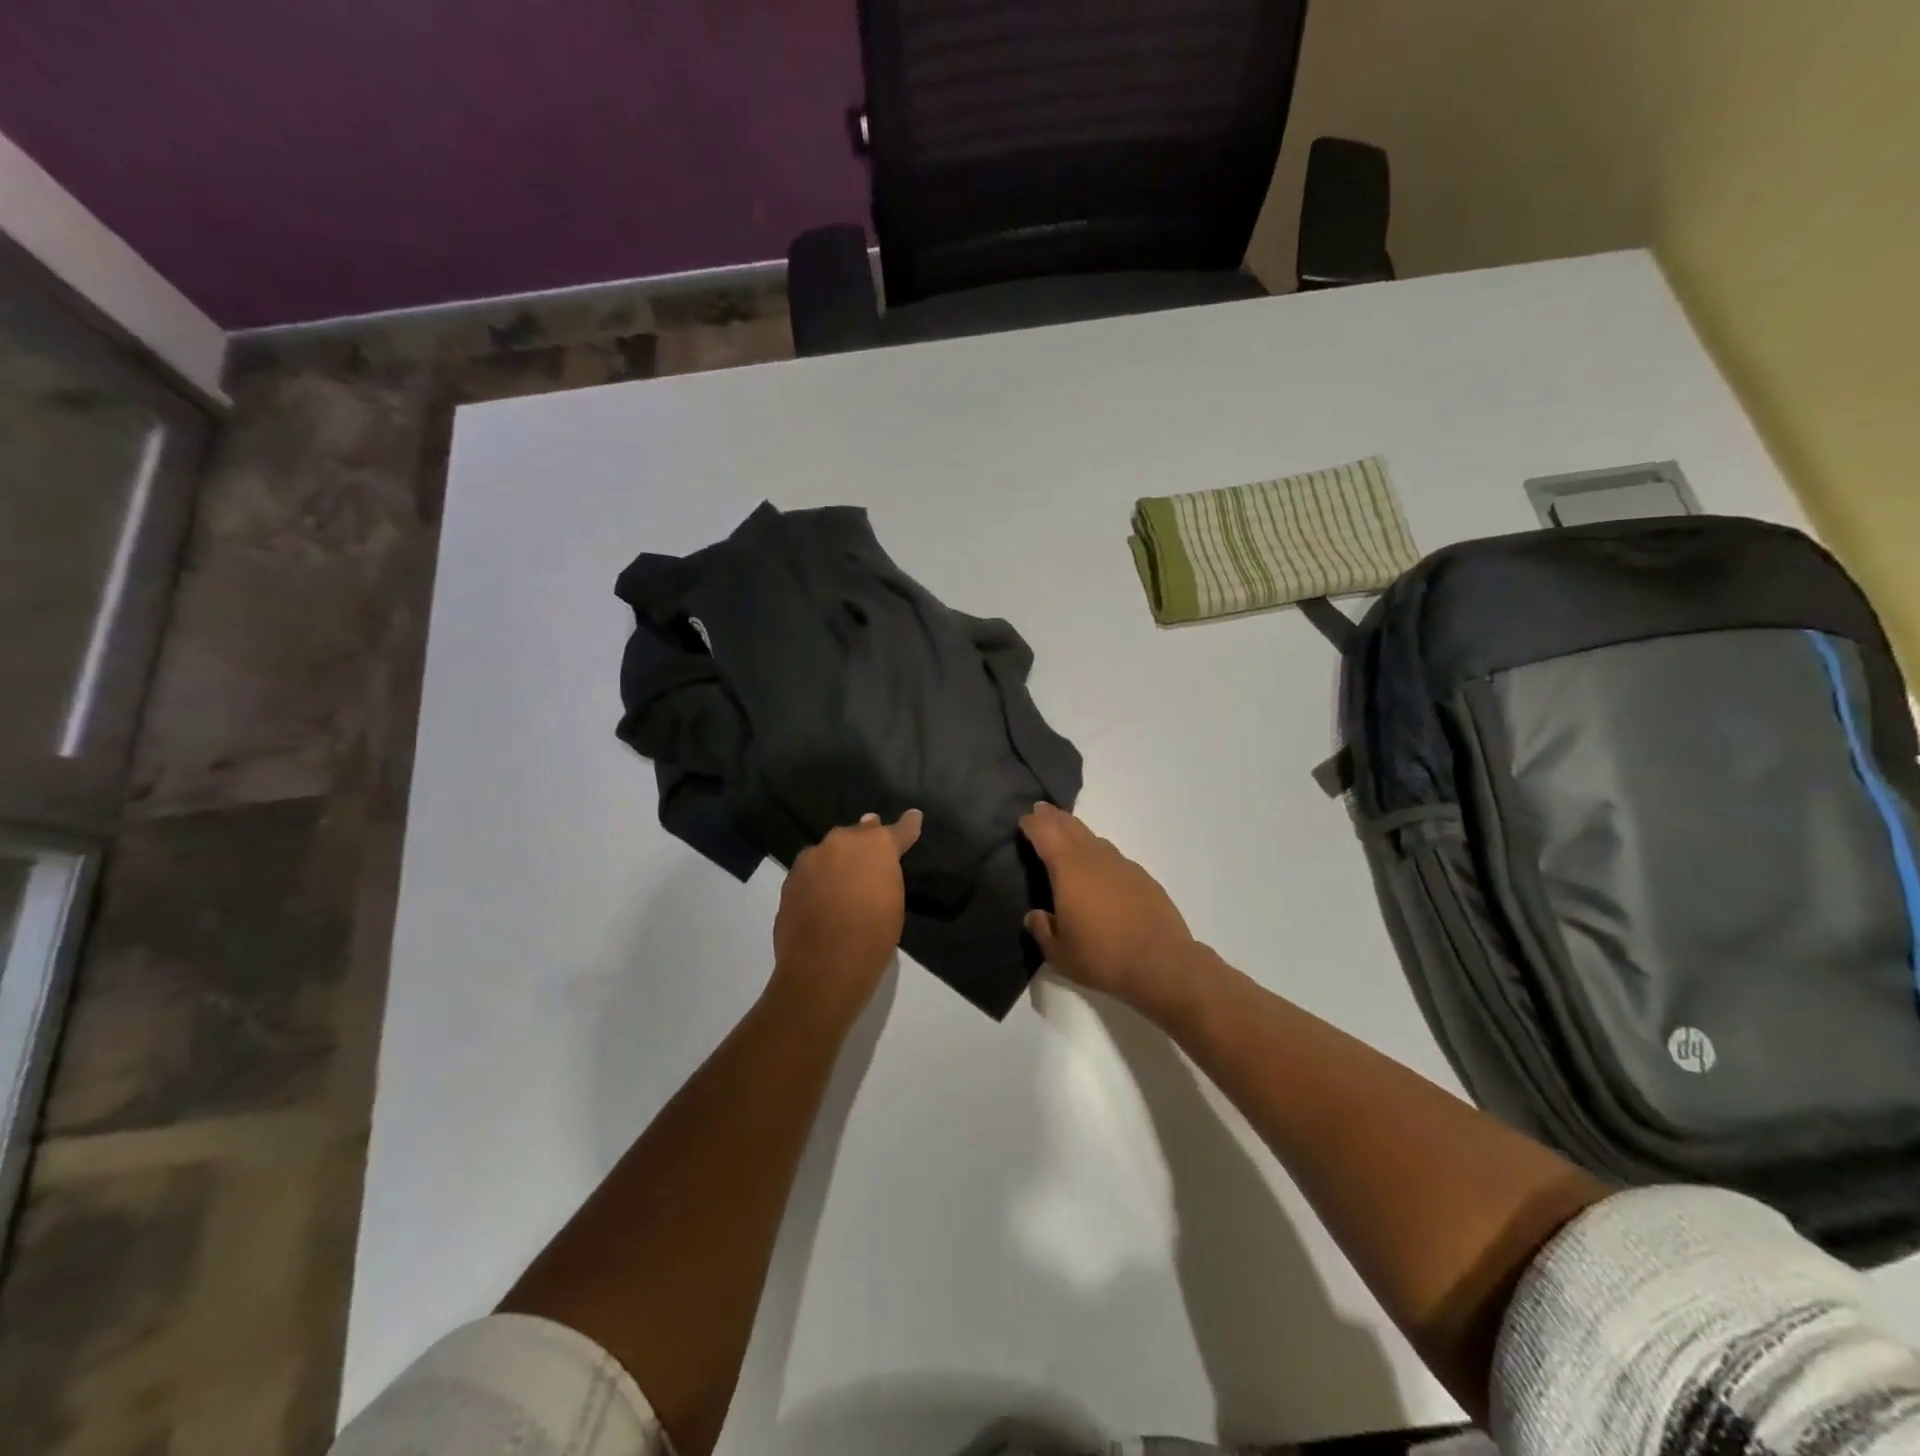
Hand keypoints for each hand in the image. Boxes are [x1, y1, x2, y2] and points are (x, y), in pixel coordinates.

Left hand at [771, 809, 923, 1023]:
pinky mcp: (790, 879)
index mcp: (876, 845)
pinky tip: (821, 896)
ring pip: (828, 851)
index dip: (907, 825)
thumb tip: (875, 867)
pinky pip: (810, 871)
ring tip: (843, 877)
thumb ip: (885, 875)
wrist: (824, 965)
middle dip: (865, 839)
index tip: (913, 817)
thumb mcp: (892, 902)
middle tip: (871, 852)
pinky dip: (818, 878)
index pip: (898, 829)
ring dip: (837, 859)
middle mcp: (841, 842)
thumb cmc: (873, 935)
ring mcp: (811, 859)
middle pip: (857, 833)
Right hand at [1020, 803, 1201, 1020]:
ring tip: (1068, 834)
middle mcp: (1095, 858)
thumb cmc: (1102, 957)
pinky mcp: (1143, 878)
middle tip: (1042, 809)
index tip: (1024, 819)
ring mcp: (1123, 865)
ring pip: (1094, 839)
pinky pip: (1113, 856)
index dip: (1033, 824)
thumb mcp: (1059, 954)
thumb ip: (1042, 931)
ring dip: (1077, 832)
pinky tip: (1100, 868)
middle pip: (1071, 827)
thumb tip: (1035, 916)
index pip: (1046, 834)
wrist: (1162, 964)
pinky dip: (1099, 853)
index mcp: (1069, 870)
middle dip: (1054, 817)